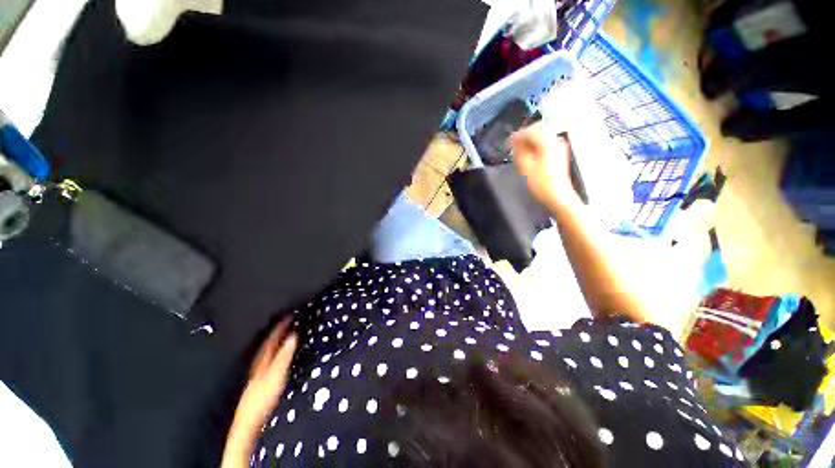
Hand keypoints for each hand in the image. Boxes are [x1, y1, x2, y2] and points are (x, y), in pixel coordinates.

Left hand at [222, 318, 297, 467]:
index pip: (271, 338)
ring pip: (265, 350)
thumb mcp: (276, 374)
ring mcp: (257, 371)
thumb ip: (284, 355)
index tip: (289, 315)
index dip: (280, 326)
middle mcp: (258, 362)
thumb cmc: (263, 396)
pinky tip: (275, 353)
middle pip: (266, 343)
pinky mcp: (259, 379)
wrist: (249, 420)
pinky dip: (272, 351)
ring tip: (282, 332)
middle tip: (286, 320)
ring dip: (274, 340)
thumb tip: (293, 335)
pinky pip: (266, 358)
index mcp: (262, 359)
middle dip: (275, 331)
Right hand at [509, 122, 580, 211]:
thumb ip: (519, 151)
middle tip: (513, 146)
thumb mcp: (526, 166)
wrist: (557, 195)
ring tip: (519, 153)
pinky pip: (544, 144)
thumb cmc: (542, 183)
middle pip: (537, 131)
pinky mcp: (558, 154)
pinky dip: (535, 147)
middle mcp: (556, 141)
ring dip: (529, 143)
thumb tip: (516, 142)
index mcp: (548, 142)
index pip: (530, 131)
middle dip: (524, 137)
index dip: (516, 136)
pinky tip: (528, 157)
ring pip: (541, 138)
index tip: (508, 142)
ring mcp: (559, 147)